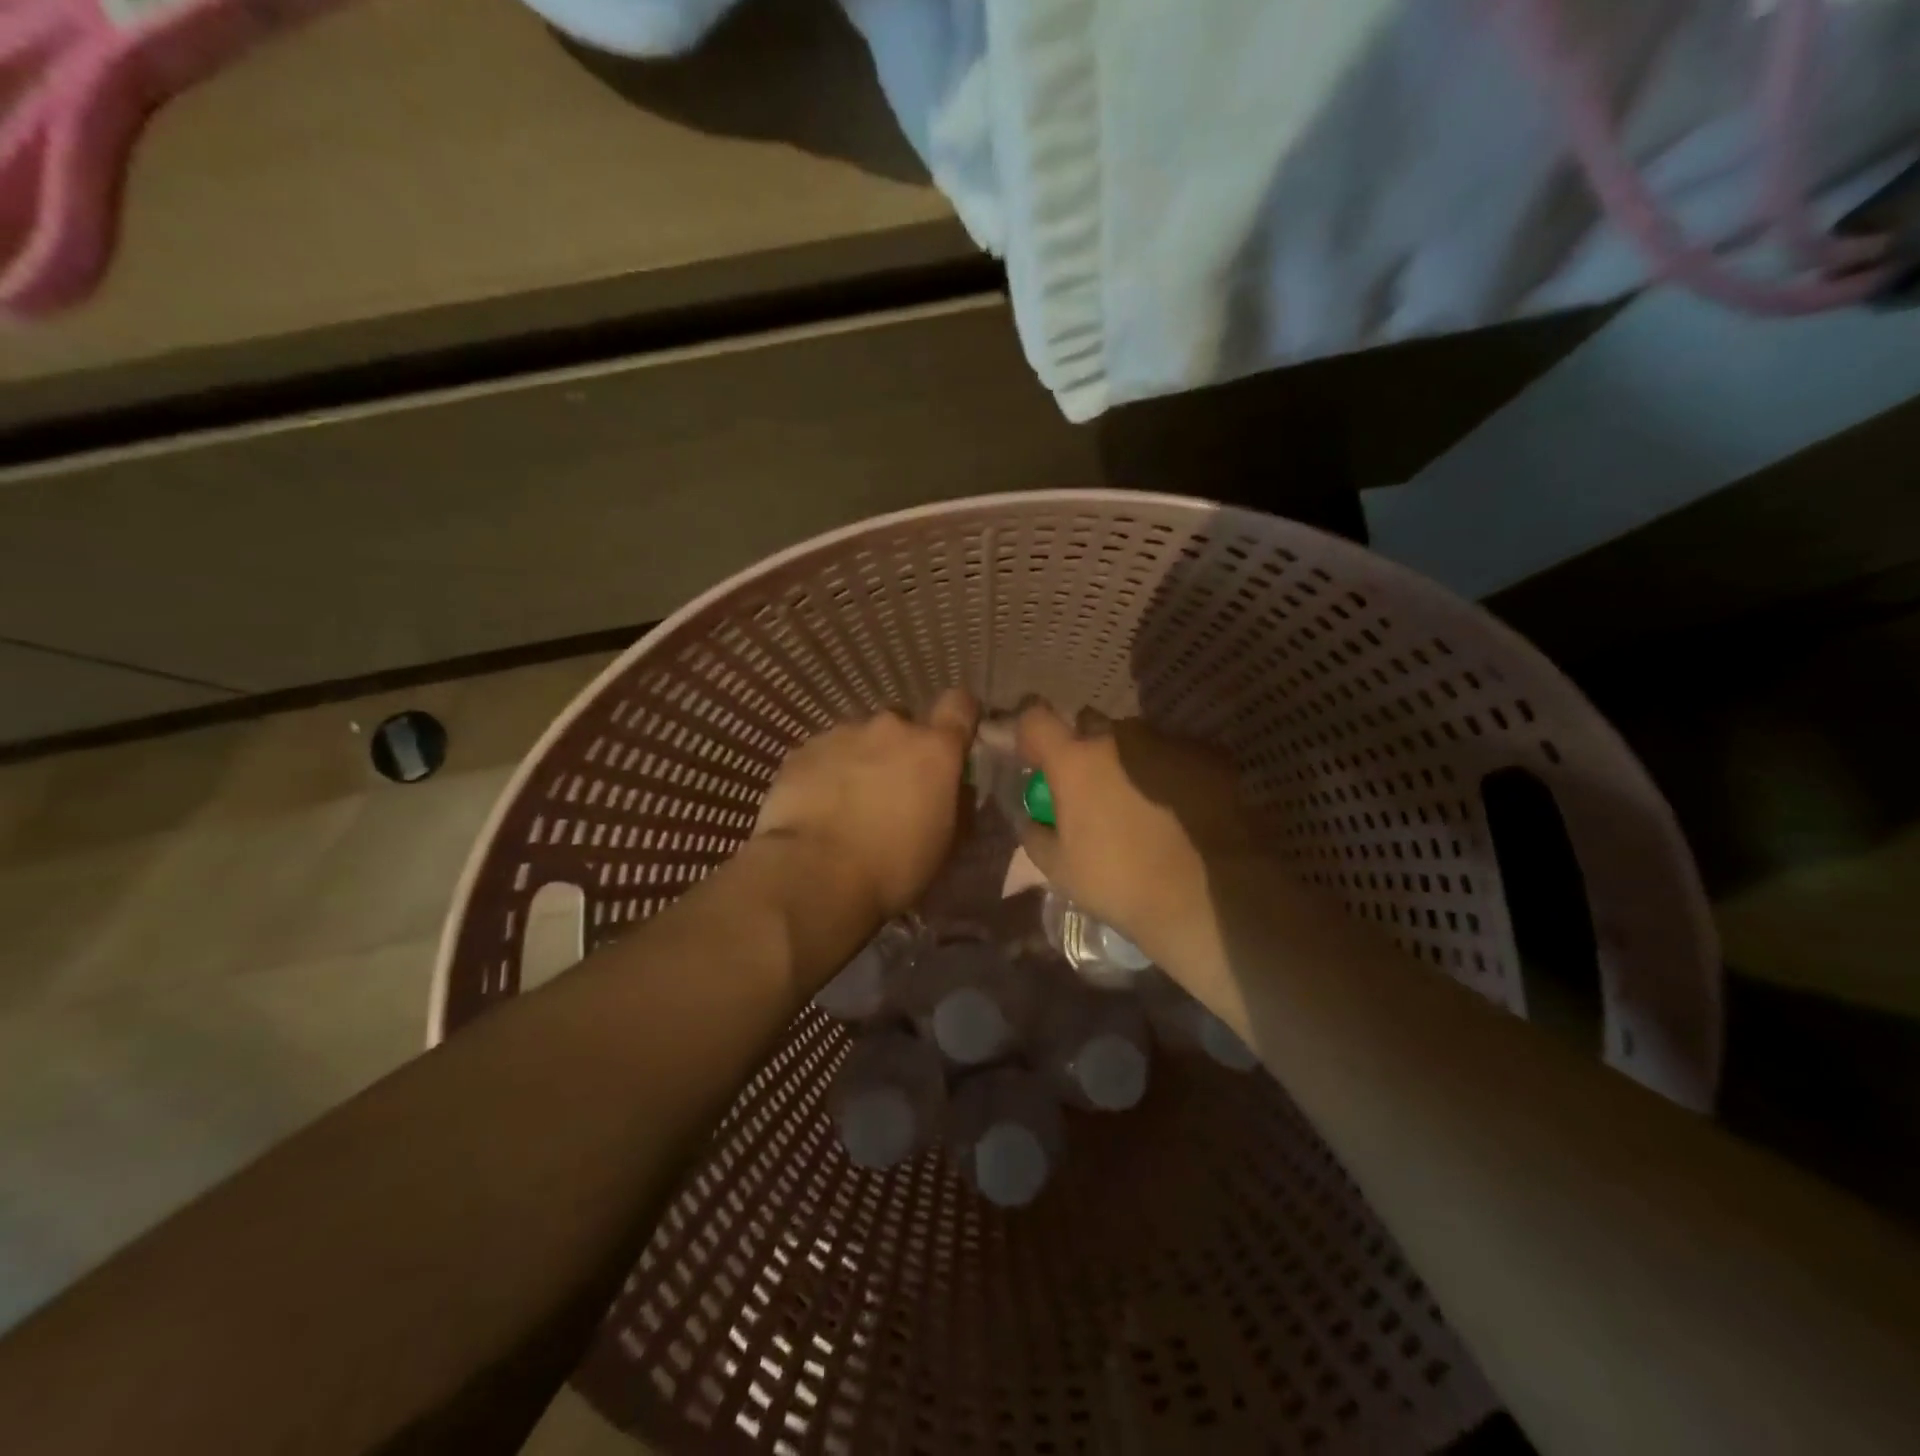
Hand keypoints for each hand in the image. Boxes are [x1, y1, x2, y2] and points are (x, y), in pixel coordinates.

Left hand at [754, 690, 980, 922]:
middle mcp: (890, 728)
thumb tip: (956, 788)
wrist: (815, 874)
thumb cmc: (894, 866)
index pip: (959, 706)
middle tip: (892, 789)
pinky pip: (822, 754)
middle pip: (903, 724)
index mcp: (935, 749)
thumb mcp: (946, 844)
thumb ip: (956, 803)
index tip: (954, 738)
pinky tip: (817, 806)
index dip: (959, 717)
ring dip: (860, 760)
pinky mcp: (802, 750)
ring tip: (847, 801)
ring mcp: (842, 734)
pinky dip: (825, 772)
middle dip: (900, 749)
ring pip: (859, 738)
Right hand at [1015, 704, 1254, 967]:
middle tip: (1091, 788)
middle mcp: (1119, 738)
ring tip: (1142, 803)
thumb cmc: (1120, 882)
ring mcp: (1166, 742)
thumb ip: (1035, 833)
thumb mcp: (1059, 869)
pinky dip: (1168, 772)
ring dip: (1128, 760)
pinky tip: (1178, 808)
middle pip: (1089, 723)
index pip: (1036, 717)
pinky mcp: (1206, 755)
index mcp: (1075, 761)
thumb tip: (1032, 818)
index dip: (1031, 733)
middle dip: (1083, 747)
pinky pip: (1173, 753)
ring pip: (1134, 739)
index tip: (1036, 759)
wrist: (1207, 896)